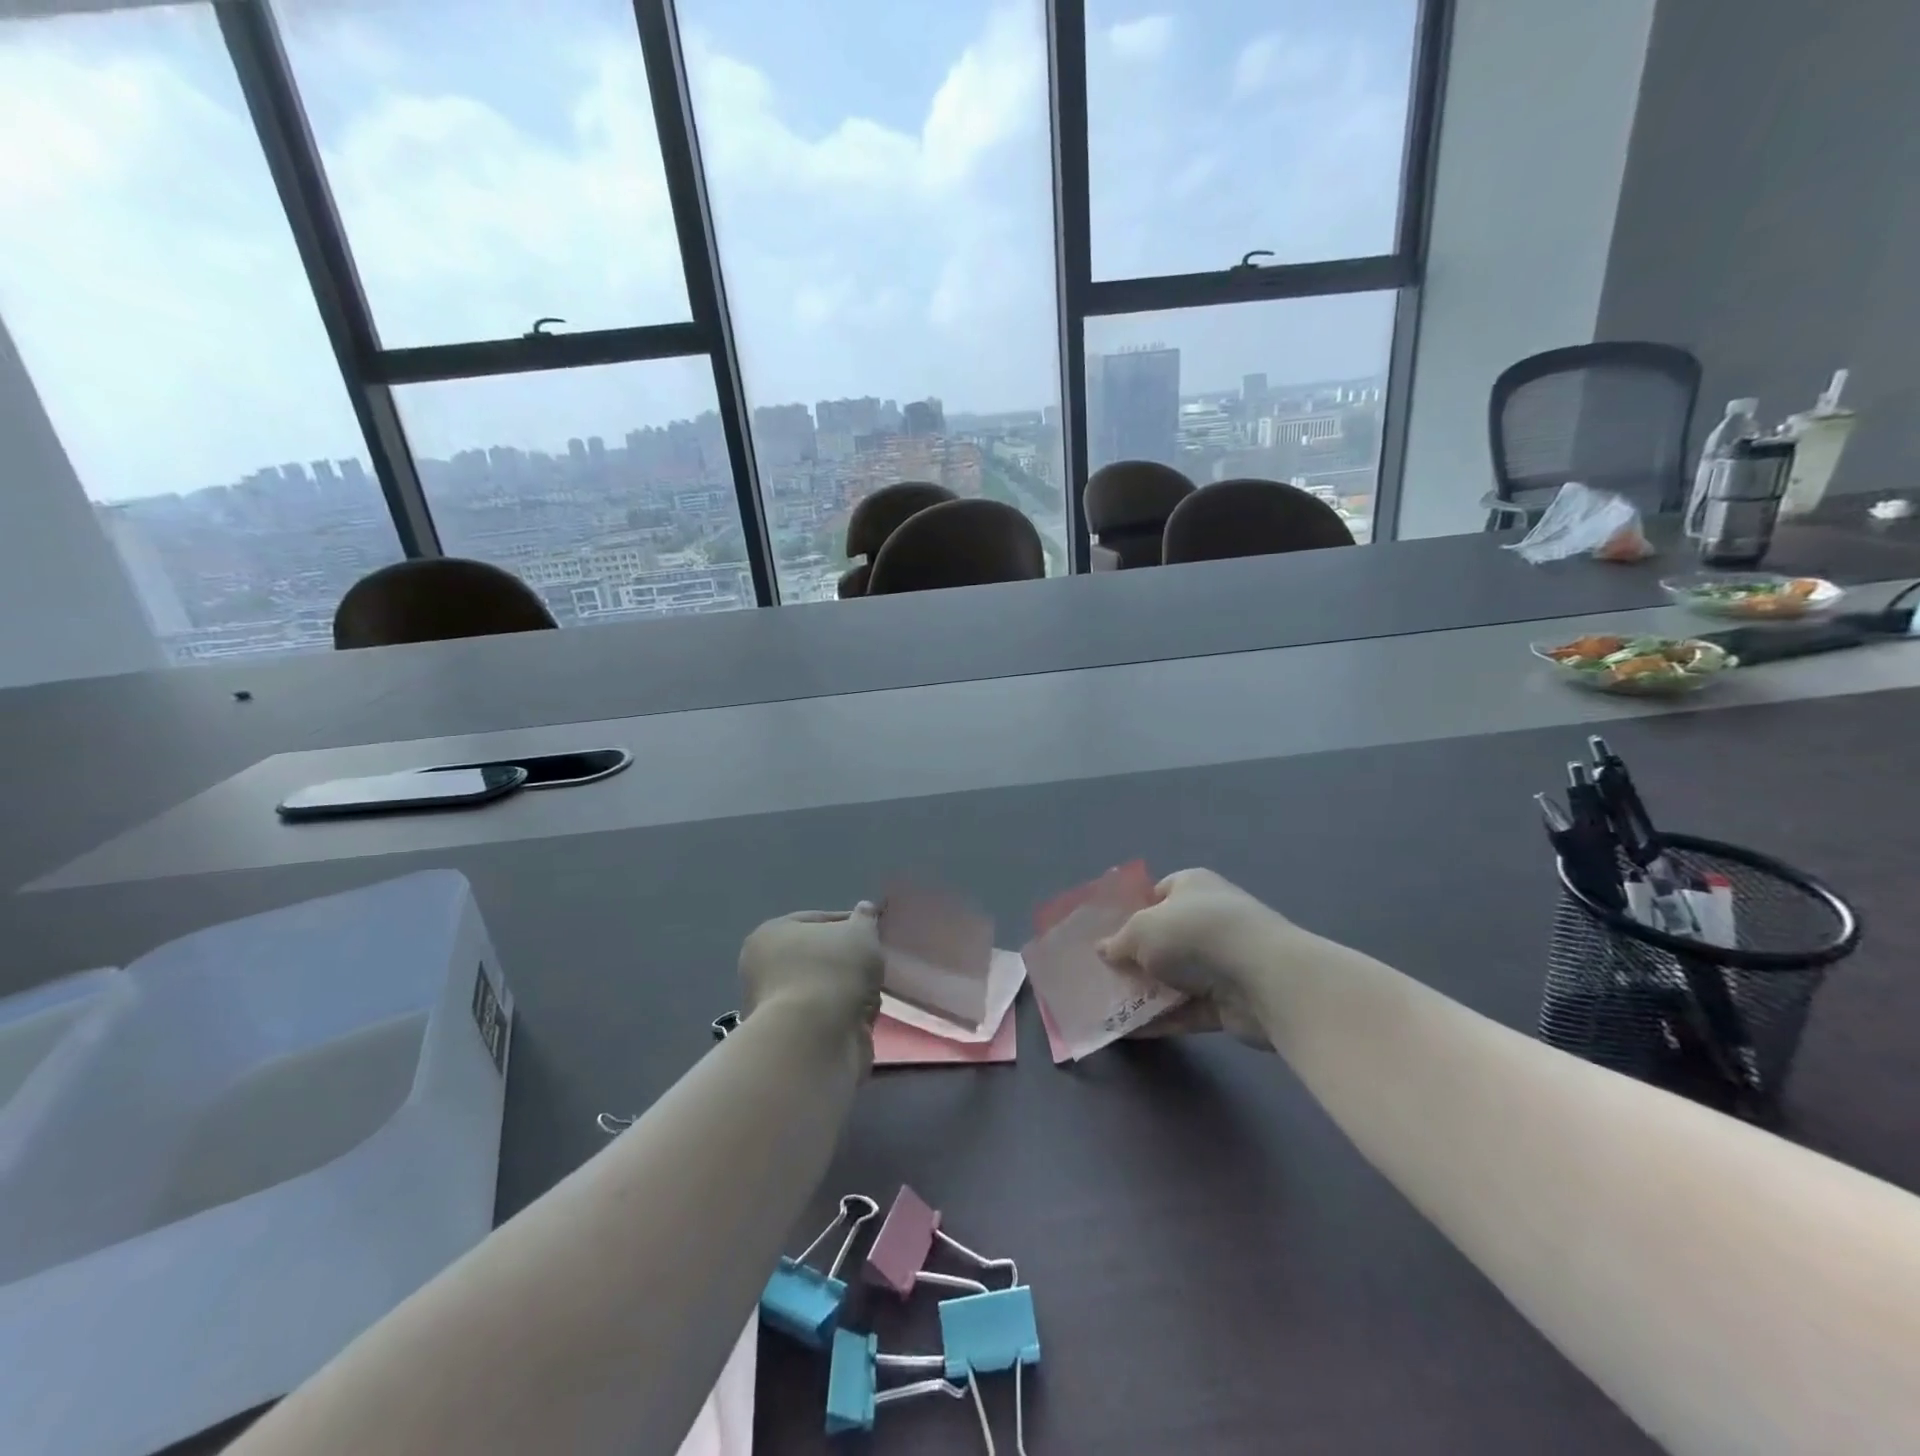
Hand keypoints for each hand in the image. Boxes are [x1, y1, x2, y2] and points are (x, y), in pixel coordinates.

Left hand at [739, 903, 883, 1038]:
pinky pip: (827, 1017)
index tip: (872, 933)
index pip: (816, 920)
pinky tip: (860, 1020)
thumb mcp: (860, 933)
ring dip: (850, 992)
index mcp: (771, 935)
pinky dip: (845, 1017)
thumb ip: (865, 919)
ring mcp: (775, 1007)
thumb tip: (865, 909)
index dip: (848, 923)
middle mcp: (764, 969)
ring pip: (827, 989)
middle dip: (849, 963)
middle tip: (872, 966)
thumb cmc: (833, 972)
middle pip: (820, 957)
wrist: (815, 1039)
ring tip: (868, 997)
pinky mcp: (791, 1039)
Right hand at [1096, 870, 1291, 1048]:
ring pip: (1175, 977)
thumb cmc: (1195, 934)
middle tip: (1103, 974)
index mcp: (1192, 886)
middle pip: (1164, 938)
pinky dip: (1161, 1019)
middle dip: (1135, 957)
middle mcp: (1209, 918)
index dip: (1132, 911)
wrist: (1263, 978)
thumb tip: (1104, 950)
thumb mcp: (1141, 930)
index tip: (1107, 934)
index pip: (1158, 893)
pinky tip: (1129, 1032)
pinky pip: (1186, 1009)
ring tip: (1107, 1007)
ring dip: (1146, 992)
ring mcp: (1222, 961)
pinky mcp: (1229, 1000)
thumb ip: (1119, 942)